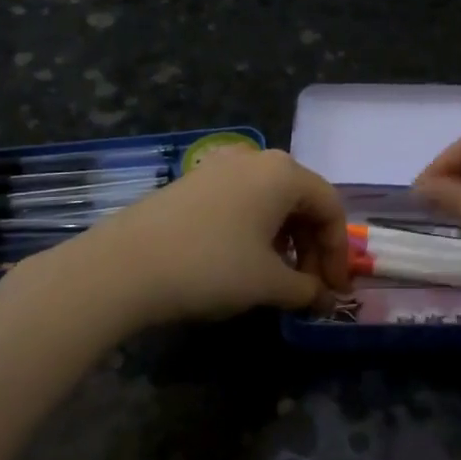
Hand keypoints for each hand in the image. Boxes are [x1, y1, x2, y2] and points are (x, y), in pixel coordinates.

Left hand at [34, 147, 350, 330]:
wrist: (121, 267)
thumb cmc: (211, 267)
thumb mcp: (268, 283)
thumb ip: (307, 290)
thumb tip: (326, 300)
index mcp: (284, 173)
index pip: (330, 208)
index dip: (338, 253)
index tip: (335, 290)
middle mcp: (256, 159)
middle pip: (302, 201)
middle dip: (312, 247)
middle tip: (310, 287)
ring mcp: (220, 168)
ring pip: (271, 201)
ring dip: (285, 241)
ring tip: (278, 278)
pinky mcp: (192, 183)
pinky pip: (241, 202)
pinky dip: (256, 231)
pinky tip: (244, 262)